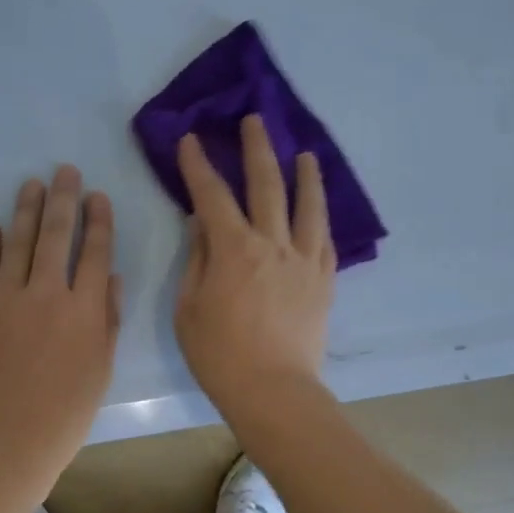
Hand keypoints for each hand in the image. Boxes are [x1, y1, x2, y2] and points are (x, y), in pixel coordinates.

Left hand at [0, 165, 120, 494]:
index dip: (99, 220)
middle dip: (64, 199)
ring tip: (33, 184)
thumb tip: (108, 276)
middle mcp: (47, 294)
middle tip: (65, 171)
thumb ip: (107, 318)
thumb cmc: (67, 410)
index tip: (98, 196)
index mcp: (84, 309)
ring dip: (27, 210)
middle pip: (57, 235)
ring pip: (20, 243)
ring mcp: (8, 300)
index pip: (94, 251)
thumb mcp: (102, 368)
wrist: (8, 438)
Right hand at [175, 114, 336, 418]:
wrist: (273, 391)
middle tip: (256, 121)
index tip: (191, 141)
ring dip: (305, 175)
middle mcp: (272, 244)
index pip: (212, 195)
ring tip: (305, 154)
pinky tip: (318, 207)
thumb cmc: (219, 354)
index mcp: (233, 249)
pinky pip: (324, 239)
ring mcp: (303, 260)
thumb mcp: (189, 307)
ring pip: (306, 206)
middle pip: (266, 185)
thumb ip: (197, 259)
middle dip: (257, 149)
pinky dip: (320, 217)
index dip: (199, 165)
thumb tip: (201, 223)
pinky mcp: (323, 280)